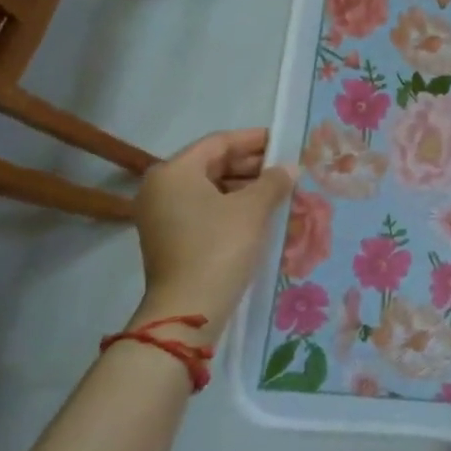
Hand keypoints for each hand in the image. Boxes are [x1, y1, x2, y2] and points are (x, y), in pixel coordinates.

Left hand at [129, 128, 293, 343]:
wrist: (189, 310)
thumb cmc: (219, 247)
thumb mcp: (252, 209)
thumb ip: (273, 181)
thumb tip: (289, 167)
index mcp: (174, 172)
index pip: (219, 143)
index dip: (254, 140)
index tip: (284, 140)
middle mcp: (161, 188)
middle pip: (212, 165)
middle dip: (252, 166)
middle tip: (286, 167)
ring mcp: (162, 215)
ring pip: (210, 189)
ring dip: (245, 187)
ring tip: (280, 191)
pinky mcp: (170, 238)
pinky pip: (205, 210)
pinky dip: (232, 207)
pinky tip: (261, 212)